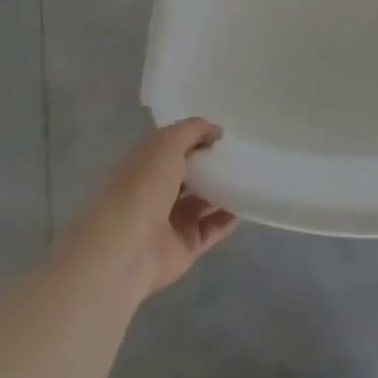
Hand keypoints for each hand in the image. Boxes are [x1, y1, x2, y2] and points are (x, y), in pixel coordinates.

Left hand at [73, 119, 238, 298]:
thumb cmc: (144, 184)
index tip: (224, 135)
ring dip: (223, 191)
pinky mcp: (185, 247)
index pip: (173, 148)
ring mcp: (171, 222)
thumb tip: (216, 131)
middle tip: (241, 155)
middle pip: (190, 176)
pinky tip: (246, 205)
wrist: (128, 246)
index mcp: (146, 165)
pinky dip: (228, 219)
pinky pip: (211, 230)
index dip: (196, 139)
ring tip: (249, 177)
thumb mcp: (168, 142)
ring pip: (202, 203)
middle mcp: (156, 192)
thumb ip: (193, 130)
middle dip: (212, 166)